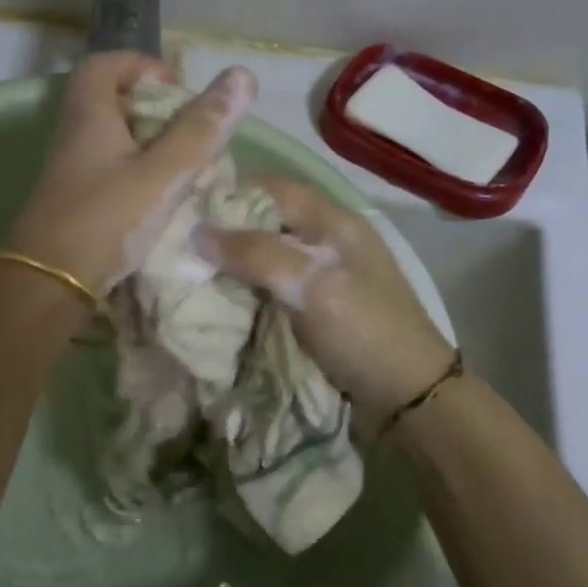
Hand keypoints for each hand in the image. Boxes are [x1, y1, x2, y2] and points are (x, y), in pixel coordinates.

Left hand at [6, 53, 256, 294]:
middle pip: (109, 100)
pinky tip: (160, 197)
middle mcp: (73, 135)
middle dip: (152, 108)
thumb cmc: (105, 220)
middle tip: (189, 130)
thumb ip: (200, 130)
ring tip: (183, 165)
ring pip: (110, 138)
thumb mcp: (162, 174)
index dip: (141, 66)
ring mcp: (69, 170)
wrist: (47, 284)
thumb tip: (243, 76)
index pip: (105, 64)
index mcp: (89, 115)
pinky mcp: (72, 200)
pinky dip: (135, 171)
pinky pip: (107, 169)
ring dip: (147, 143)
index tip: (176, 89)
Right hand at [196, 176, 452, 415]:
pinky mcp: (314, 307)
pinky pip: (270, 286)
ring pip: (265, 255)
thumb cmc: (364, 330)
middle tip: (180, 243)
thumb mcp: (312, 285)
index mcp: (334, 221)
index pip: (273, 188)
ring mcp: (321, 275)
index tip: (187, 208)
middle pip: (266, 221)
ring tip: (189, 270)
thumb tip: (197, 232)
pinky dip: (244, 289)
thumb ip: (256, 254)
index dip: (231, 192)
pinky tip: (218, 298)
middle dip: (225, 231)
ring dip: (232, 263)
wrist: (407, 398)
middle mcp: (326, 240)